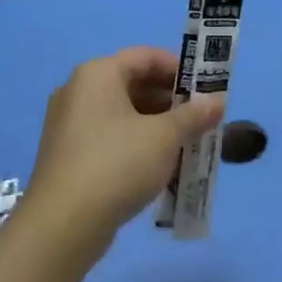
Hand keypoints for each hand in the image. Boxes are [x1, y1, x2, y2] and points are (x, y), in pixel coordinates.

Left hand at [24, 47, 223, 255]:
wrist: (63, 225)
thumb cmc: (118, 164)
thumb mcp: (165, 137)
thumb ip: (194, 115)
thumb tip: (218, 101)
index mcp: (98, 74)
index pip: (145, 56)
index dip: (179, 68)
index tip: (206, 88)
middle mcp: (79, 92)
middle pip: (134, 84)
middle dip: (172, 101)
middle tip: (202, 119)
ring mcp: (70, 125)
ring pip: (124, 114)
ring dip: (158, 125)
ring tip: (189, 144)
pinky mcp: (69, 155)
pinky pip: (111, 138)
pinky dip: (138, 144)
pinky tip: (162, 166)